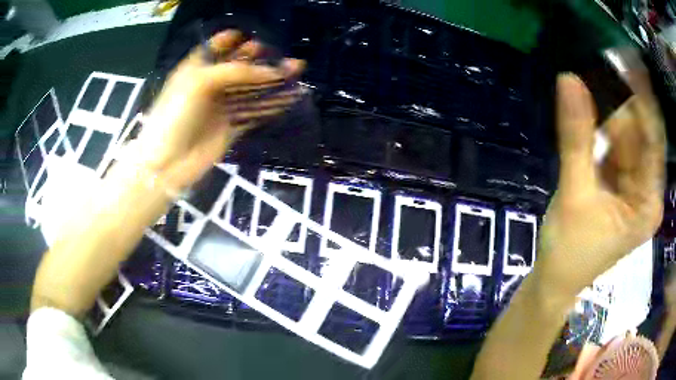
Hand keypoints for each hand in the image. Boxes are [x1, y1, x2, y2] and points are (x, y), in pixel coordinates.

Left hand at [133, 29, 304, 191]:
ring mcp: (222, 106)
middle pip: (241, 66)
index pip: (219, 47)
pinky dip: (273, 105)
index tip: (259, 38)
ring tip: (298, 71)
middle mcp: (211, 84)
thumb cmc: (175, 114)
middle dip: (263, 60)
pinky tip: (291, 97)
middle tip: (287, 56)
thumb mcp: (200, 82)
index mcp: (198, 68)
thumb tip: (273, 71)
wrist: (166, 163)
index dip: (237, 40)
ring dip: (274, 81)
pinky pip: (256, 112)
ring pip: (252, 88)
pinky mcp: (232, 127)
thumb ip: (236, 71)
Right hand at [536, 71, 664, 298]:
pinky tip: (592, 113)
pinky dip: (606, 130)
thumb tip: (568, 78)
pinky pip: (619, 148)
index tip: (627, 59)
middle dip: (623, 104)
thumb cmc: (568, 249)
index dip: (643, 98)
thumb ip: (576, 135)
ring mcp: (636, 188)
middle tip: (602, 66)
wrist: (555, 278)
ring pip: (629, 139)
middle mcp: (648, 192)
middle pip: (642, 135)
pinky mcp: (623, 186)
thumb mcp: (575, 192)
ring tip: (592, 85)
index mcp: (648, 203)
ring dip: (612, 114)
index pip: (654, 139)